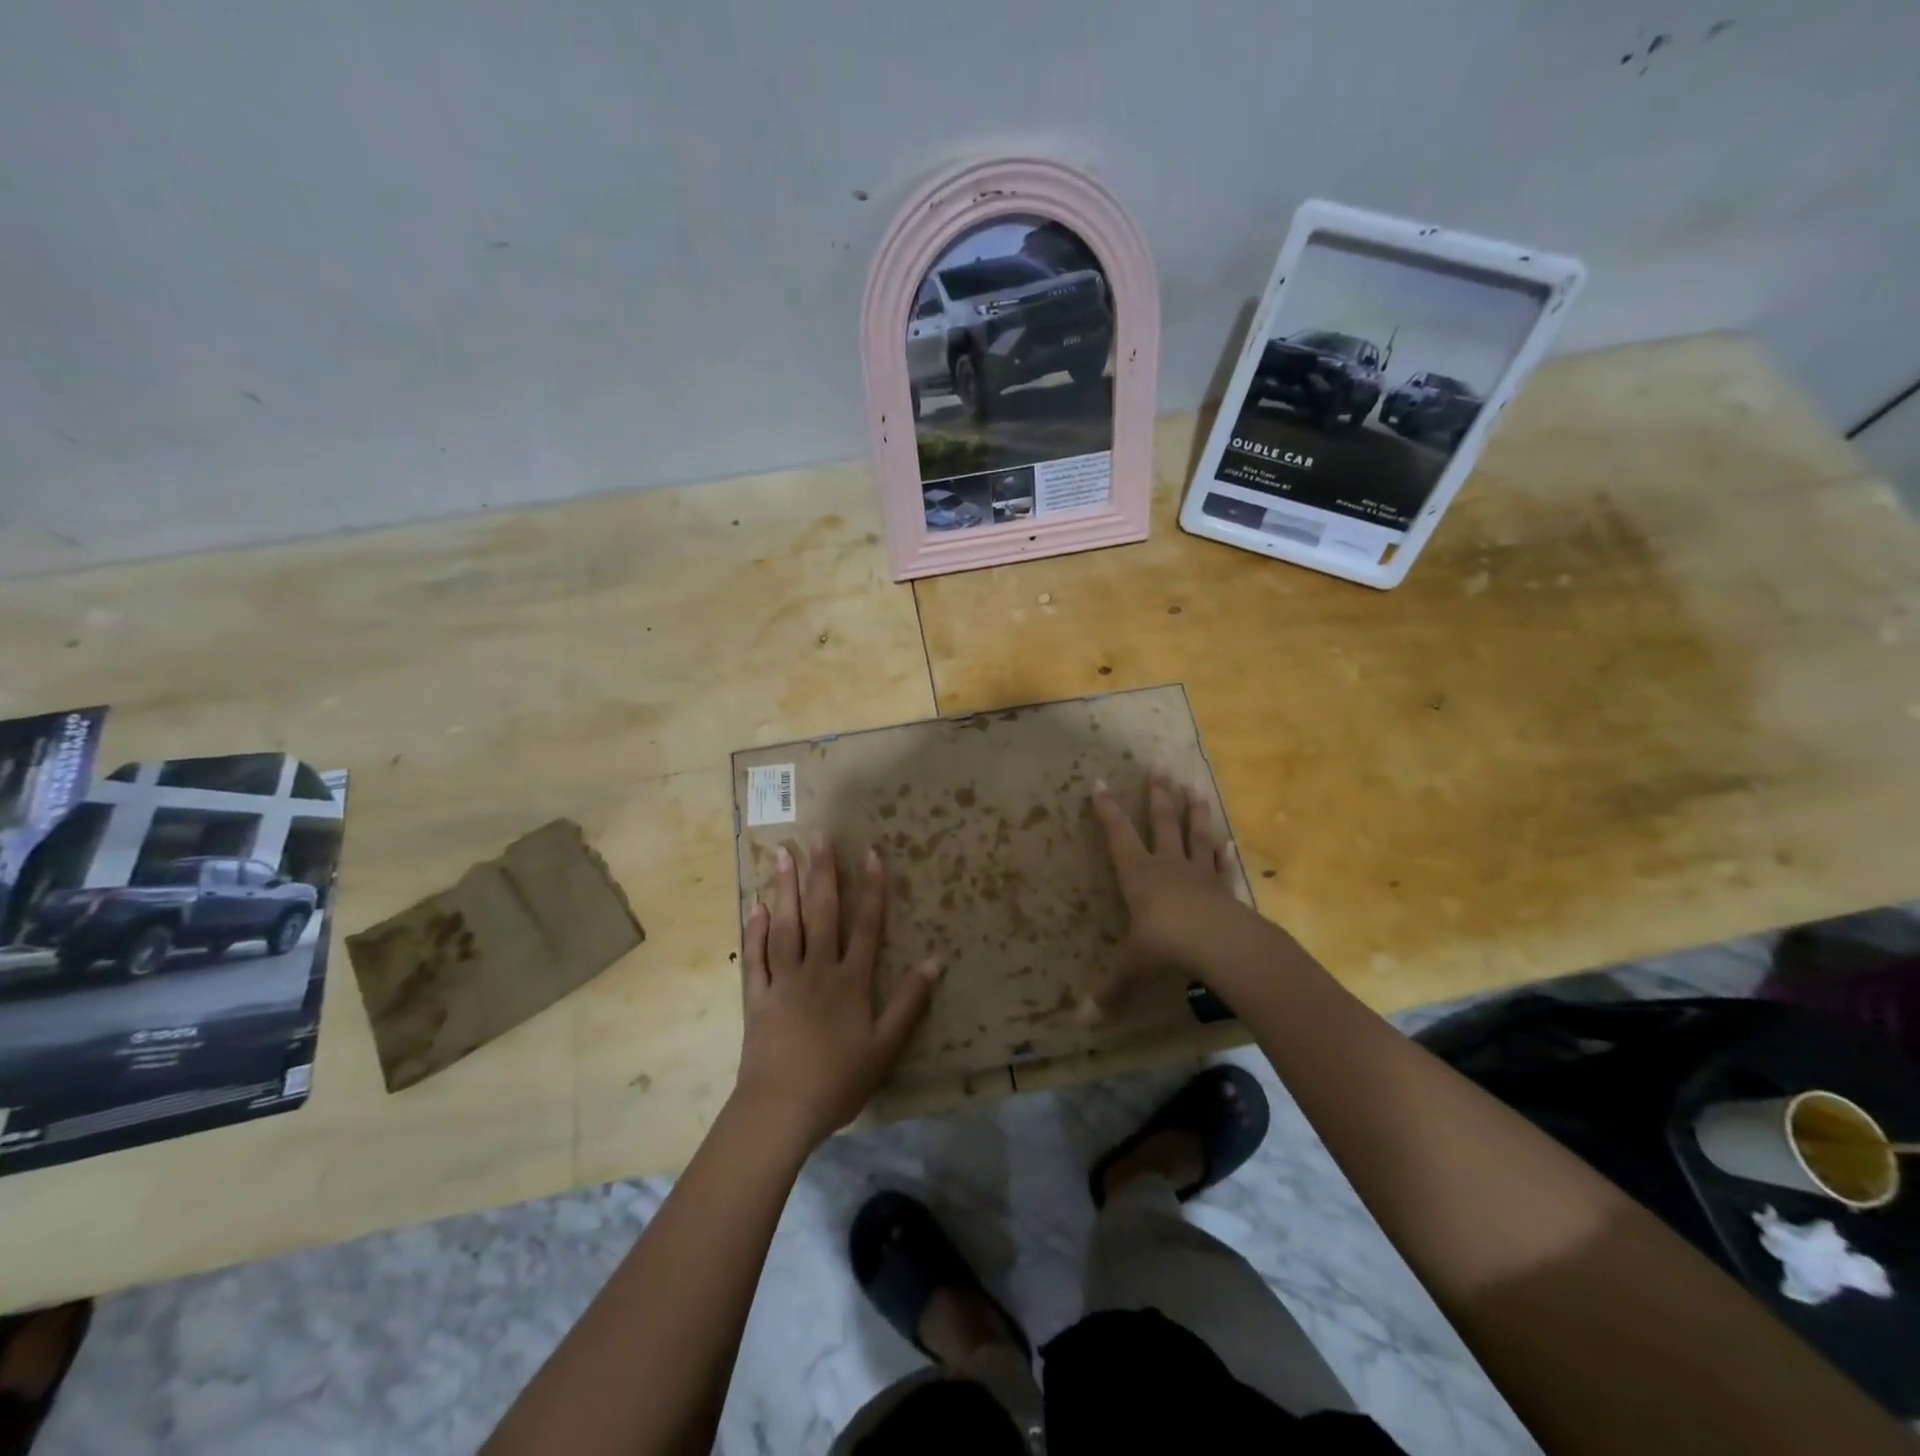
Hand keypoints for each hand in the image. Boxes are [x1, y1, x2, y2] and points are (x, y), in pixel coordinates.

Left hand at [734, 834, 940, 1150]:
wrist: (780, 1111)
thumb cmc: (838, 1081)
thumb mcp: (885, 1047)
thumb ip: (909, 1003)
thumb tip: (935, 961)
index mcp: (850, 981)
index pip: (866, 925)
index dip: (872, 888)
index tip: (872, 852)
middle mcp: (816, 970)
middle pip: (822, 913)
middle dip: (822, 872)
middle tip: (817, 835)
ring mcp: (782, 981)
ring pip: (786, 925)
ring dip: (785, 888)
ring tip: (782, 854)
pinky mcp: (756, 997)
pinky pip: (755, 957)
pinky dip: (756, 930)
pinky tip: (756, 906)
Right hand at [1090, 772, 1250, 991]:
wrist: (1222, 948)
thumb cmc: (1167, 949)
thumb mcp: (1132, 970)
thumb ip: (1110, 992)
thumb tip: (1080, 1021)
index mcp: (1139, 875)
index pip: (1118, 835)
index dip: (1107, 810)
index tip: (1099, 783)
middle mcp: (1168, 866)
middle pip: (1161, 823)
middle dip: (1156, 796)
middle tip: (1157, 768)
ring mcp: (1200, 874)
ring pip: (1195, 835)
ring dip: (1194, 811)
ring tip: (1194, 785)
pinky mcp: (1225, 889)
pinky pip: (1223, 867)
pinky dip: (1224, 854)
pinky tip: (1228, 842)